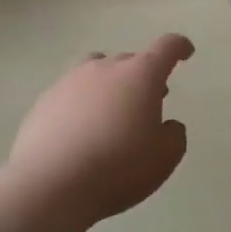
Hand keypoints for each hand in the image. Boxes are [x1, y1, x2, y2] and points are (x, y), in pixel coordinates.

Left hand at [7, 34, 194, 221]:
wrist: (50, 184)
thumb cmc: (118, 167)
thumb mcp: (164, 158)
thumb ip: (174, 136)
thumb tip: (167, 125)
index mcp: (141, 75)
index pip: (166, 48)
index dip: (179, 47)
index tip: (185, 53)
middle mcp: (105, 68)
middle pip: (130, 61)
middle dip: (143, 77)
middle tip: (149, 102)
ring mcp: (70, 81)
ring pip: (96, 70)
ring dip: (109, 84)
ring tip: (111, 110)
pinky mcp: (45, 100)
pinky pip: (71, 93)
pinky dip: (81, 104)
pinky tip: (79, 132)